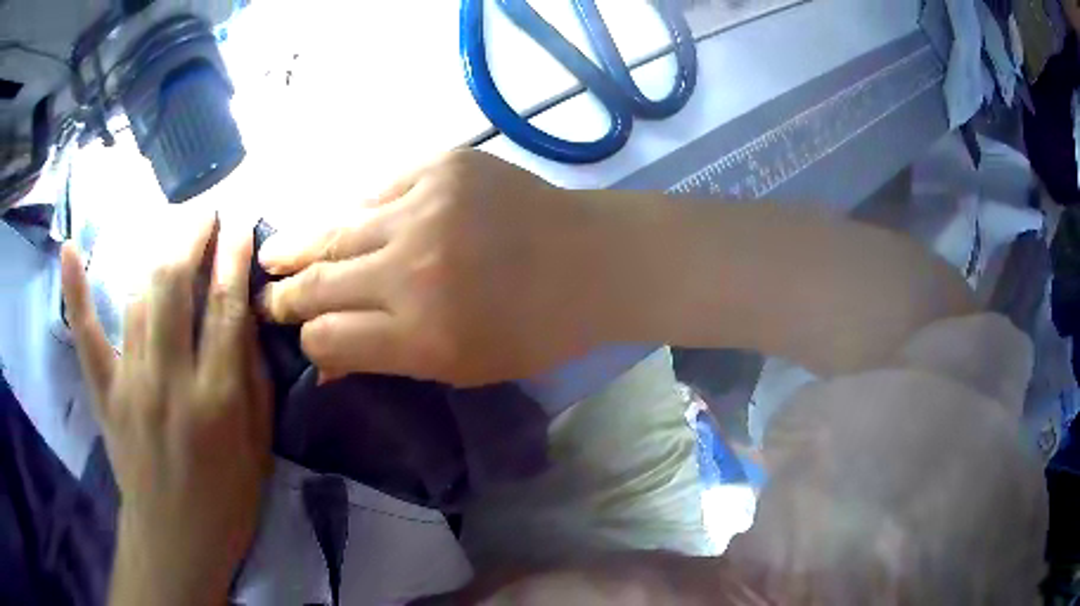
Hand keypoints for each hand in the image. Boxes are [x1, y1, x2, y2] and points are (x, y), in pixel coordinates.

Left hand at [61, 215, 272, 605]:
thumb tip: (243, 315)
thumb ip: (252, 377)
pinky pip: (86, 334)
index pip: (224, 307)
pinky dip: (75, 290)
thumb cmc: (227, 499)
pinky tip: (70, 249)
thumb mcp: (258, 445)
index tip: (240, 220)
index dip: (233, 256)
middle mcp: (170, 380)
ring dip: (159, 253)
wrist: (175, 539)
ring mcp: (129, 384)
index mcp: (217, 399)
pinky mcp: (104, 393)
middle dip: (192, 234)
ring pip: (140, 298)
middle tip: (206, 209)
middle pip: (175, 285)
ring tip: (175, 230)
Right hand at [259, 150, 608, 386]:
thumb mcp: (462, 367)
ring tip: (270, 253)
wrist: (592, 259)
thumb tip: (322, 360)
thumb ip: (386, 360)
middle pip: (317, 283)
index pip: (328, 338)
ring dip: (295, 245)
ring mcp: (422, 207)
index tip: (298, 334)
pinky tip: (344, 222)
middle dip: (283, 294)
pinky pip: (375, 189)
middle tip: (263, 296)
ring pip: (332, 230)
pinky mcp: (439, 165)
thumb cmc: (536, 329)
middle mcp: (410, 270)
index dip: (306, 340)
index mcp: (421, 335)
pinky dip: (356, 210)